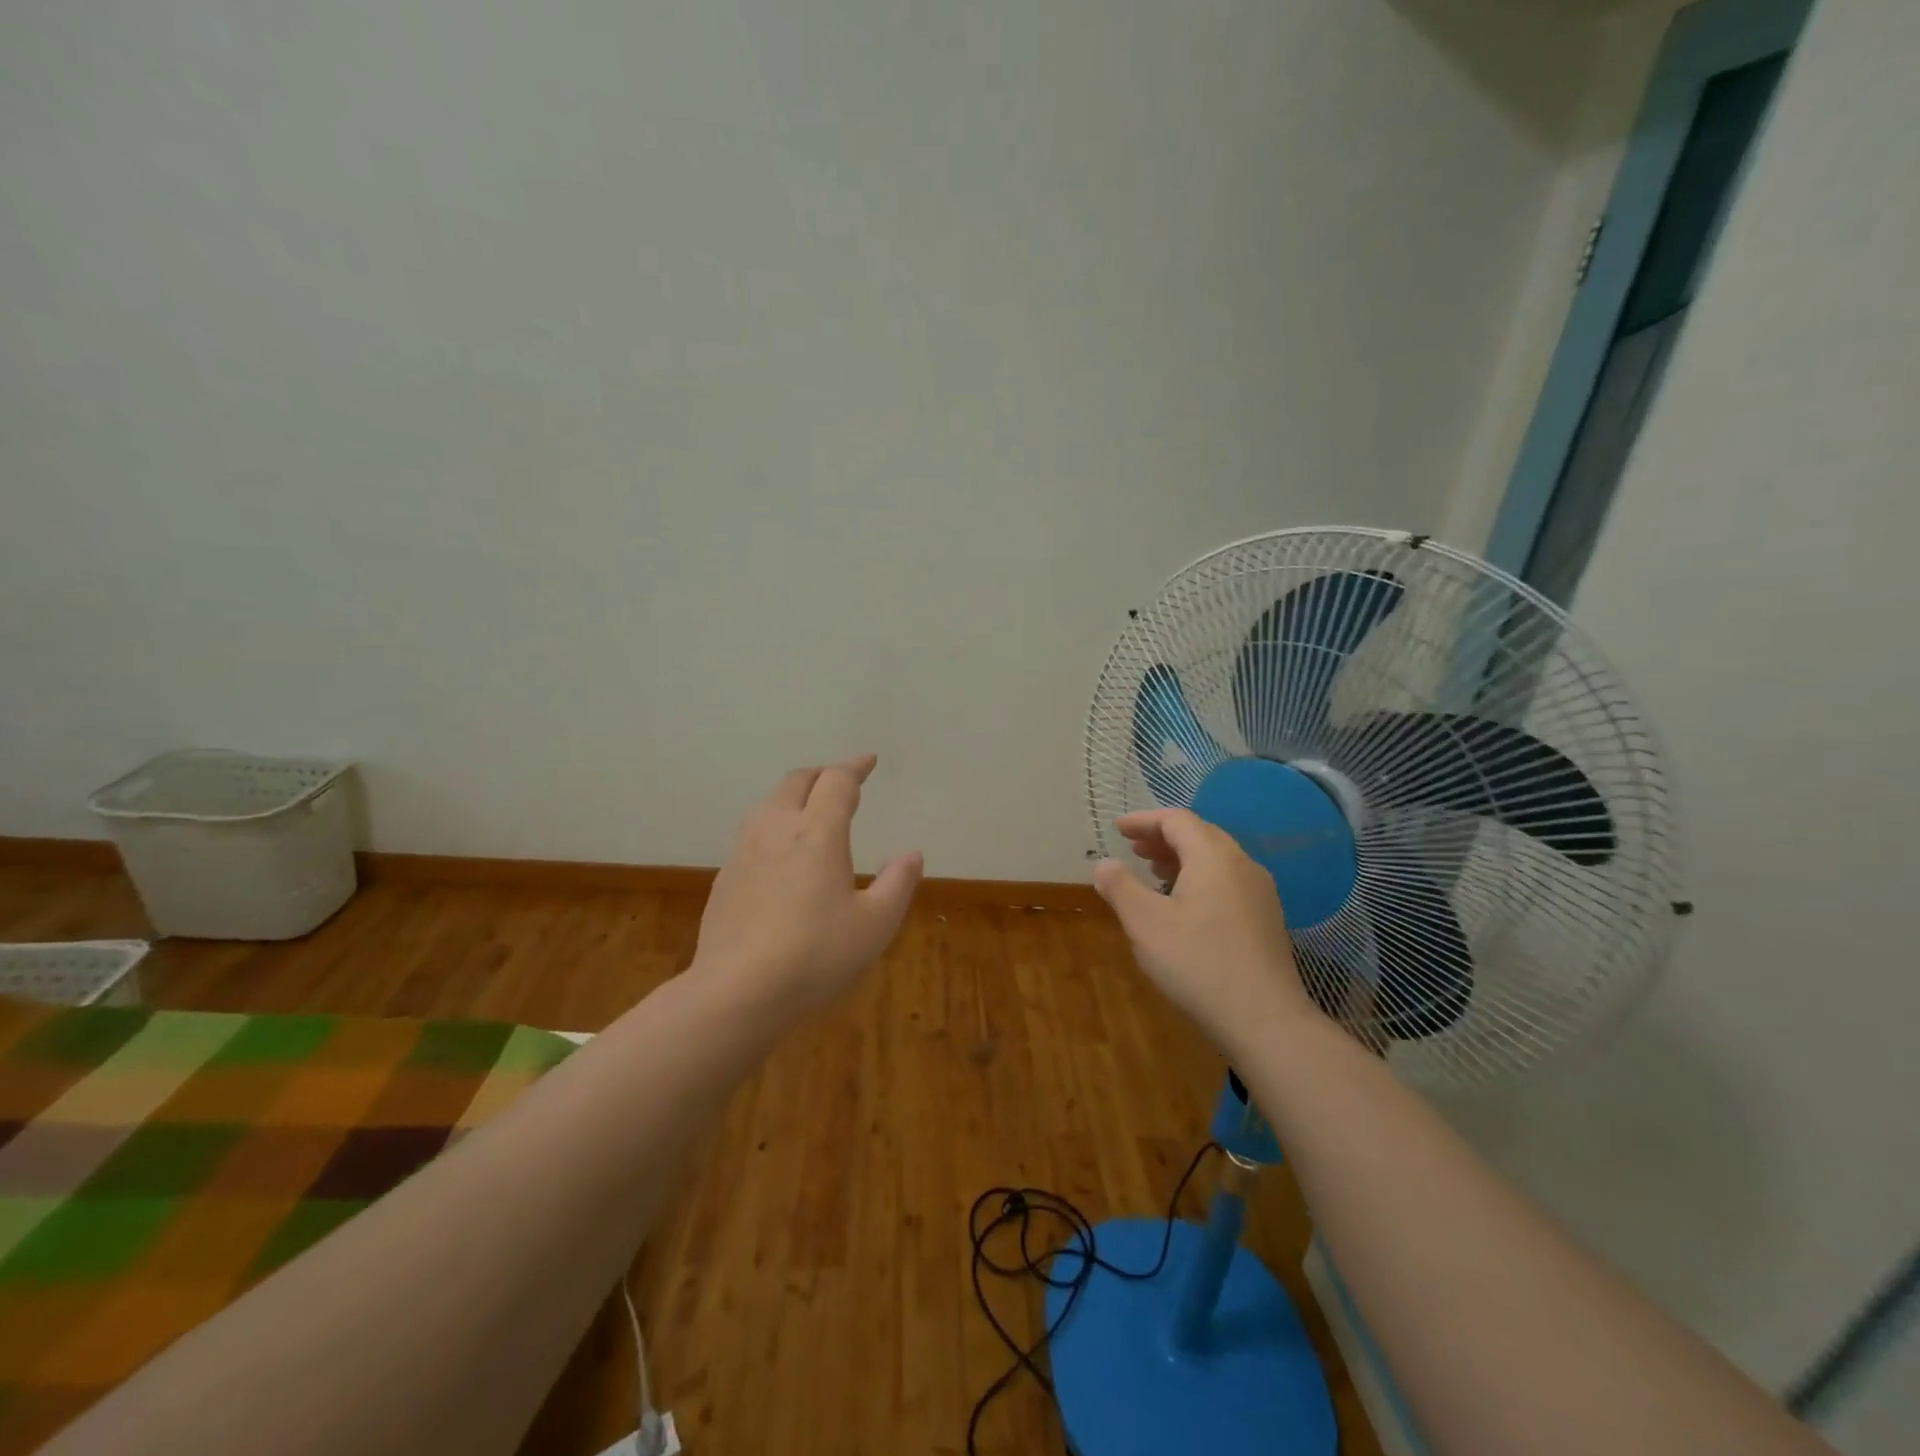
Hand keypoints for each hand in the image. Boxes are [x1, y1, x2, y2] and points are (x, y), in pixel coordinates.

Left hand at [691, 754, 923, 1021]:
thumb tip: (911, 854)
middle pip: (797, 781)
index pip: (837, 782)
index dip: (855, 767)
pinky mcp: (725, 877)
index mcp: (817, 833)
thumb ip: (898, 883)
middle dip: (822, 775)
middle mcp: (777, 829)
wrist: (736, 992)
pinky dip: (773, 828)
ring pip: (768, 804)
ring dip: (793, 797)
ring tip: (810, 813)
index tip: (869, 761)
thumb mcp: (875, 925)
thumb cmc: (816, 956)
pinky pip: (752, 835)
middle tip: (841, 782)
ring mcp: (744, 852)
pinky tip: (780, 858)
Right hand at [1092, 807, 1318, 1049]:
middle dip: (1164, 837)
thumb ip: (1121, 887)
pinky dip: (1200, 879)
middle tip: (1134, 848)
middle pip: (1200, 835)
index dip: (1144, 820)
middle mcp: (1242, 865)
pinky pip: (1228, 882)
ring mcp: (1260, 893)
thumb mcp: (1145, 923)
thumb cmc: (1198, 963)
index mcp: (1213, 856)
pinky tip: (1185, 906)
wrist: (1264, 1020)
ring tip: (1155, 873)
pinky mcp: (1267, 920)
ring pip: (1217, 859)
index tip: (1118, 828)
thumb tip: (1105, 864)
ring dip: (1182, 859)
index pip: (1177, 820)